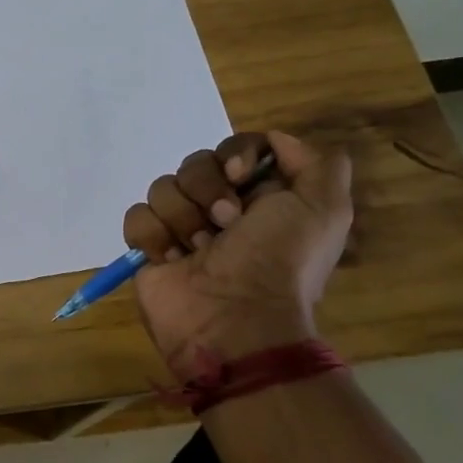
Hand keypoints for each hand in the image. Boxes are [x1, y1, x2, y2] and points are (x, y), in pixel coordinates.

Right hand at [122, 130, 351, 379]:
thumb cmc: (279, 262)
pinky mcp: (150, 247)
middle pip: (195, 163)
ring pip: (163, 187)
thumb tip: (275, 142)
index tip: (241, 176)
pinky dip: (153, 236)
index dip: (235, 154)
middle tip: (225, 224)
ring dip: (182, 217)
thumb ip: (318, 163)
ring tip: (199, 249)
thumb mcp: (325, 209)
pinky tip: (172, 259)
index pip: (236, 147)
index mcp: (262, 196)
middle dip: (207, 189)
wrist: (234, 320)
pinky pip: (137, 216)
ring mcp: (182, 227)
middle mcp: (221, 207)